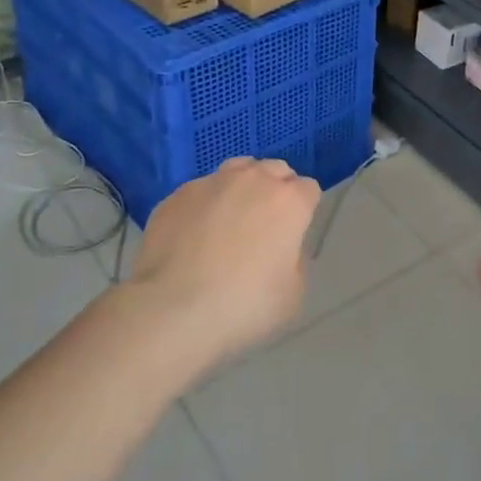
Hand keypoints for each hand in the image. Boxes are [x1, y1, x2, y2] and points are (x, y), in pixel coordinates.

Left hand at [127, 156, 320, 368]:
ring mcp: (211, 183)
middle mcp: (253, 180)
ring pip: (237, 170)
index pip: (309, 189)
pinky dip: (204, 205)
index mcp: (289, 201)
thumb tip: (283, 248)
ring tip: (229, 220)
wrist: (171, 310)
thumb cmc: (243, 305)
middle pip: (275, 170)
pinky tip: (193, 235)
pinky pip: (200, 191)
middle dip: (275, 190)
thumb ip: (296, 260)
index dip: (304, 209)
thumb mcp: (293, 294)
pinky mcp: (176, 195)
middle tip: (264, 226)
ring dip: (241, 187)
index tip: (293, 234)